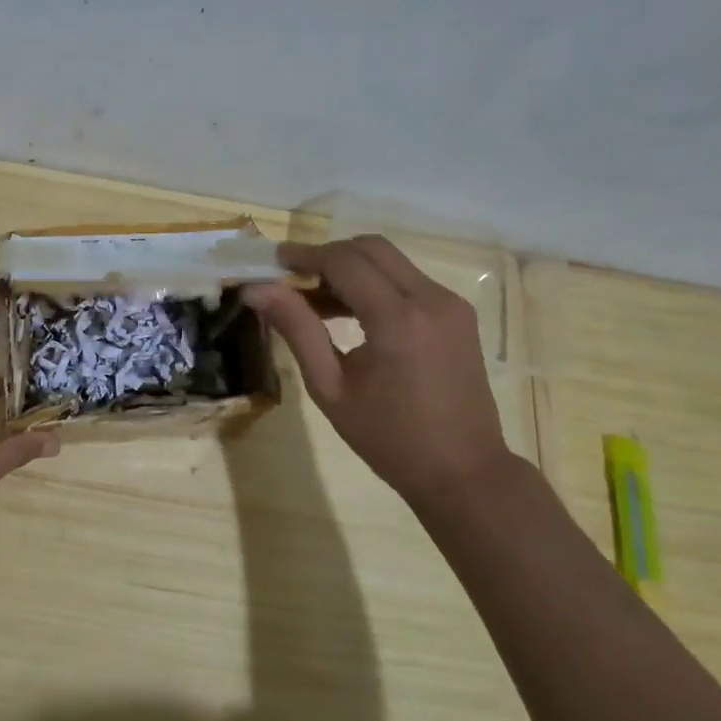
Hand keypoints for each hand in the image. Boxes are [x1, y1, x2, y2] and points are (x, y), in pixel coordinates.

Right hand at [243, 236, 513, 507]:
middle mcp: (431, 299)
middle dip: (327, 256)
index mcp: (398, 319)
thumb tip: (257, 290)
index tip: (271, 262)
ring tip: (314, 301)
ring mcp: (451, 304)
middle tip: (292, 280)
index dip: (304, 256)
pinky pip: (408, 280)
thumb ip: (296, 330)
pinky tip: (350, 314)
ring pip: (390, 261)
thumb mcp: (330, 387)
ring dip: (350, 269)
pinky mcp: (458, 314)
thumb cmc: (389, 438)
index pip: (344, 261)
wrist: (463, 472)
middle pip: (370, 248)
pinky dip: (374, 284)